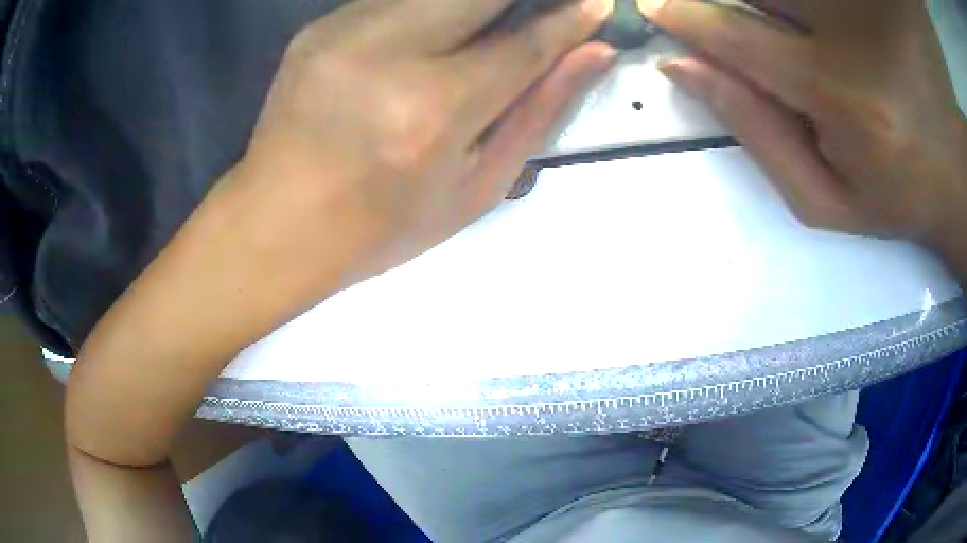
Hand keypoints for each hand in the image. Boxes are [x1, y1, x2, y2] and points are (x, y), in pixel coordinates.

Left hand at [231, 0, 614, 293]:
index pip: (524, 41)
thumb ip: (538, 111)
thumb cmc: (381, 227)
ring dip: (476, 5)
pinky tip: (431, 36)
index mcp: (433, 110)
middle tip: (548, 9)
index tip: (599, 5)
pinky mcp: (318, 27)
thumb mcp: (474, 187)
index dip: (570, 18)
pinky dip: (431, 8)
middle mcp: (388, 53)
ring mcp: (344, 31)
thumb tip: (592, 53)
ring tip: (488, 31)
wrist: (278, 224)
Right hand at [639, 0, 966, 251]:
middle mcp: (858, 34)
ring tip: (795, 45)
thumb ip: (755, 131)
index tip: (660, 9)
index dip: (690, 18)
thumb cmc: (895, 195)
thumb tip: (685, 67)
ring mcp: (875, 4)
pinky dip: (809, 6)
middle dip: (734, 1)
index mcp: (841, 96)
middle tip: (740, 28)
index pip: (739, 35)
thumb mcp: (825, 196)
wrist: (956, 180)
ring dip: (776, 5)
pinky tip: (822, 28)